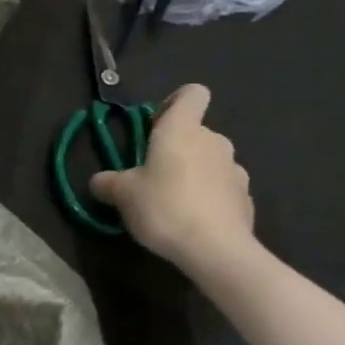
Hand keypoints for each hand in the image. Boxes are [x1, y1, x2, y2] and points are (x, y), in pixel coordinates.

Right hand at [91, 84, 254, 273]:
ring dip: (192, 174)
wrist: (217, 250)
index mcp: (182, 130)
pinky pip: (221, 188)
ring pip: (209, 161)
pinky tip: (193, 222)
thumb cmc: (164, 207)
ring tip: (172, 203)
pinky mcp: (246, 199)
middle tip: (151, 176)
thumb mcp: (122, 194)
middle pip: (195, 133)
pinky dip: (208, 198)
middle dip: (175, 149)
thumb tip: (99, 181)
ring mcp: (235, 170)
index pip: (191, 94)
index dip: (173, 103)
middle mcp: (213, 141)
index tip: (154, 126)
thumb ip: (108, 182)